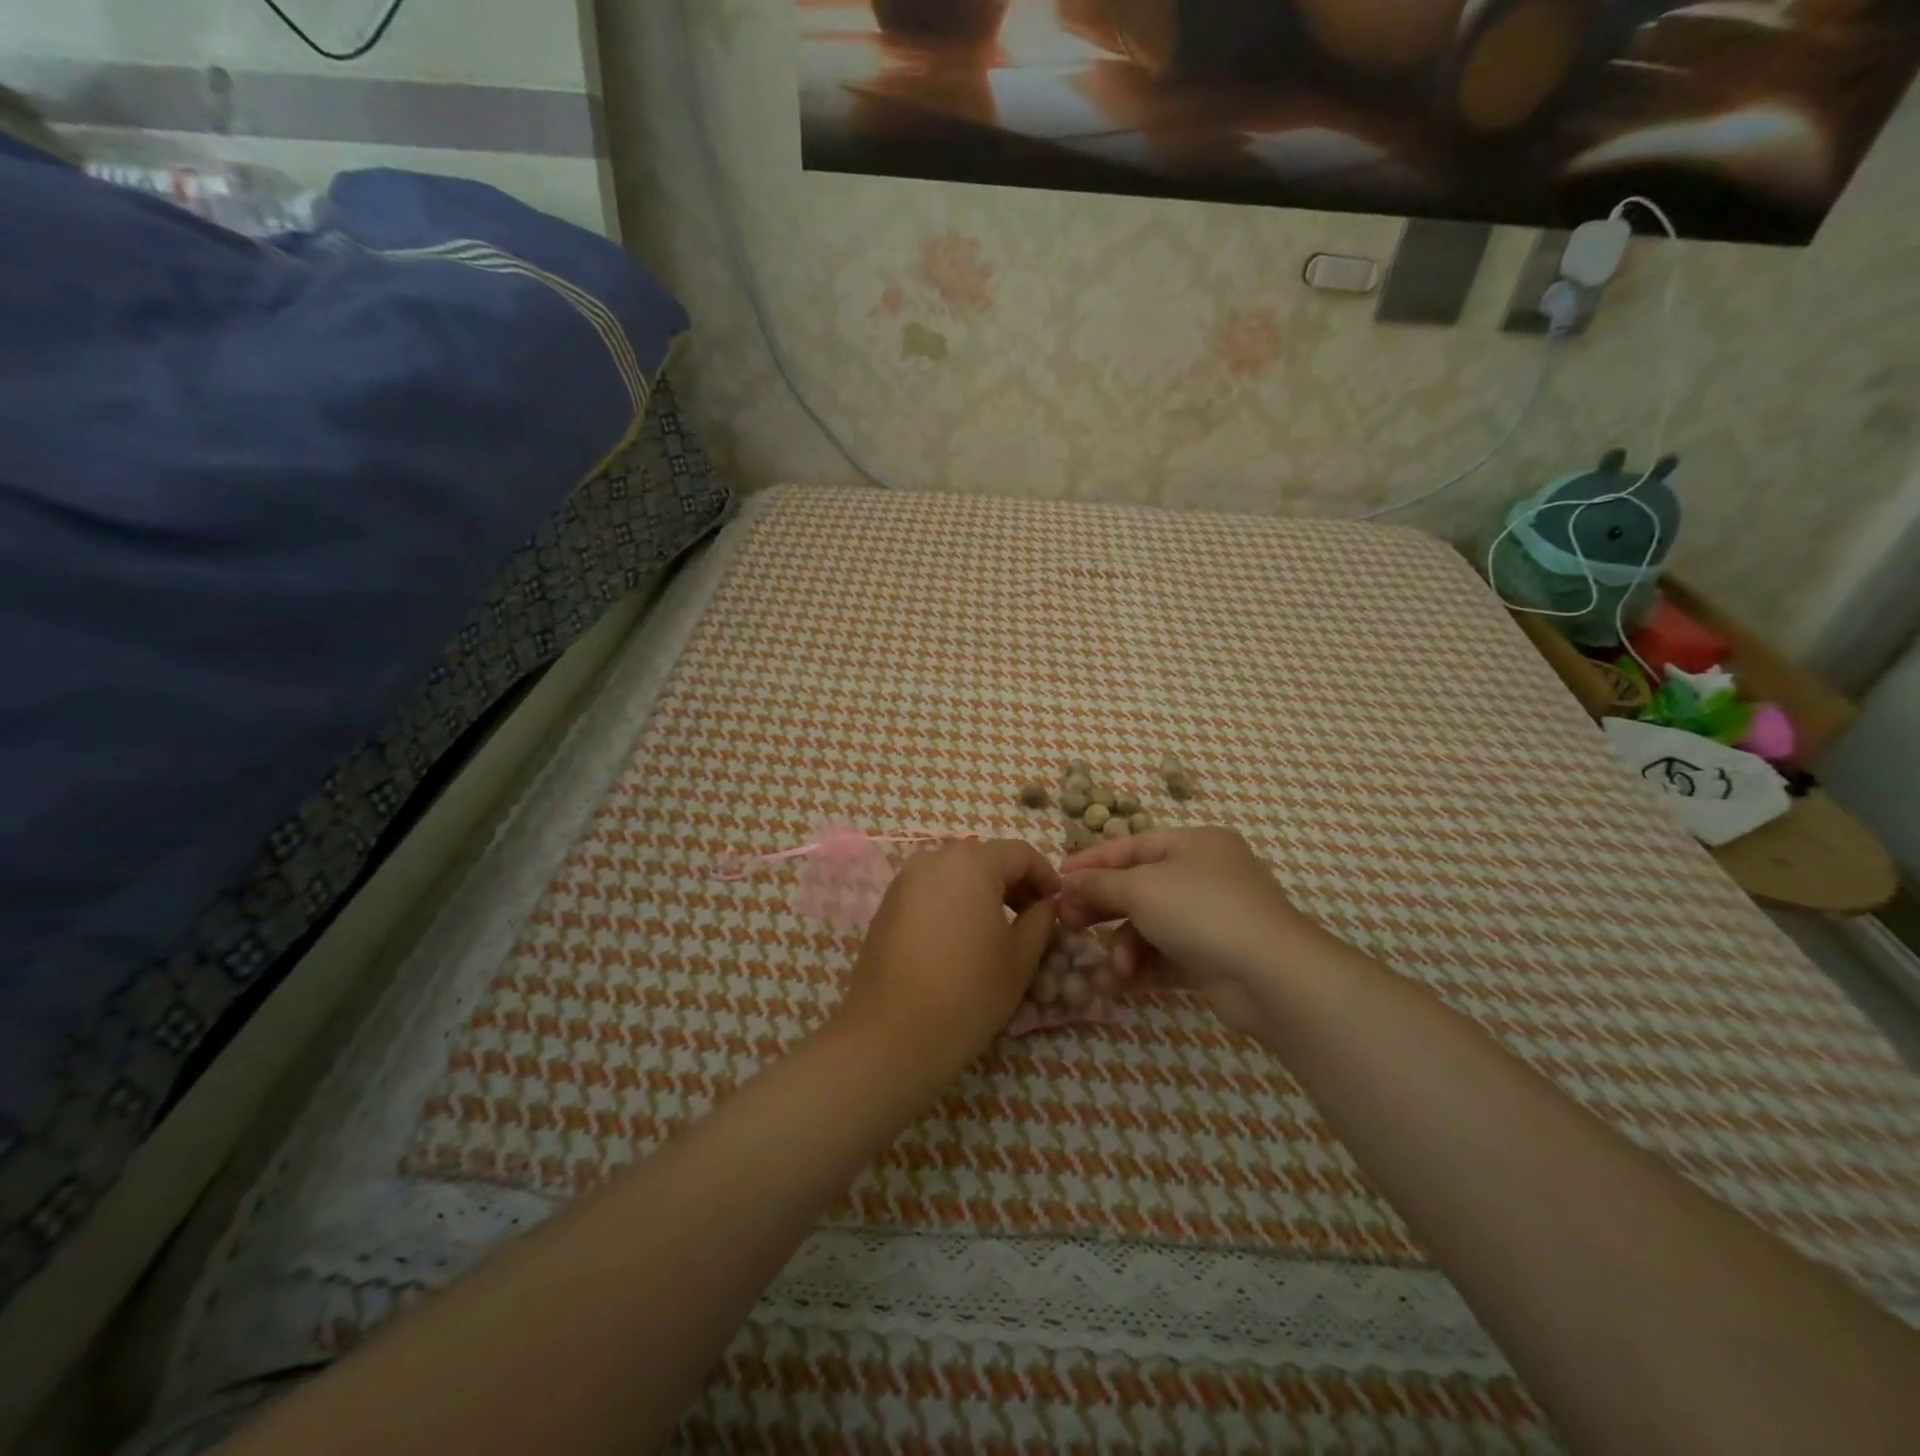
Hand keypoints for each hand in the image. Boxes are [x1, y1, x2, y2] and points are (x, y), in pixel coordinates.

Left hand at [834, 839, 1058, 1078]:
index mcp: (971, 862)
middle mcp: (934, 858)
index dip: (1045, 876)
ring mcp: (904, 880)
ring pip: (956, 874)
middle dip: (1013, 884)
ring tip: (998, 932)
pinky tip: (961, 941)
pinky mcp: (887, 904)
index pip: (1020, 853)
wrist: (891, 1035)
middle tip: (1032, 920)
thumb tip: (1046, 904)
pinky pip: (931, 891)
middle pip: (985, 859)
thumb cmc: (968, 991)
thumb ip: (1040, 920)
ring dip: (982, 893)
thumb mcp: (1020, 958)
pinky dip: (953, 904)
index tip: (1058, 906)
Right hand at [1057, 827, 1337, 1038]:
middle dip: (1102, 907)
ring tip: (1110, 967)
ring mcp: (1213, 919)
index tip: (1057, 878)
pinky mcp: (1214, 959)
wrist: (1271, 976)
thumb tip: (1067, 884)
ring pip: (1151, 926)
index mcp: (1195, 844)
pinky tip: (1117, 983)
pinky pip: (1166, 957)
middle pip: (1139, 887)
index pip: (1132, 846)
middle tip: (1068, 923)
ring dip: (1124, 945)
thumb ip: (1100, 885)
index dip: (1092, 861)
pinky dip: (1142, 967)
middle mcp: (1206, 876)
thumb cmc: (1201, 910)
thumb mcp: (1141, 888)